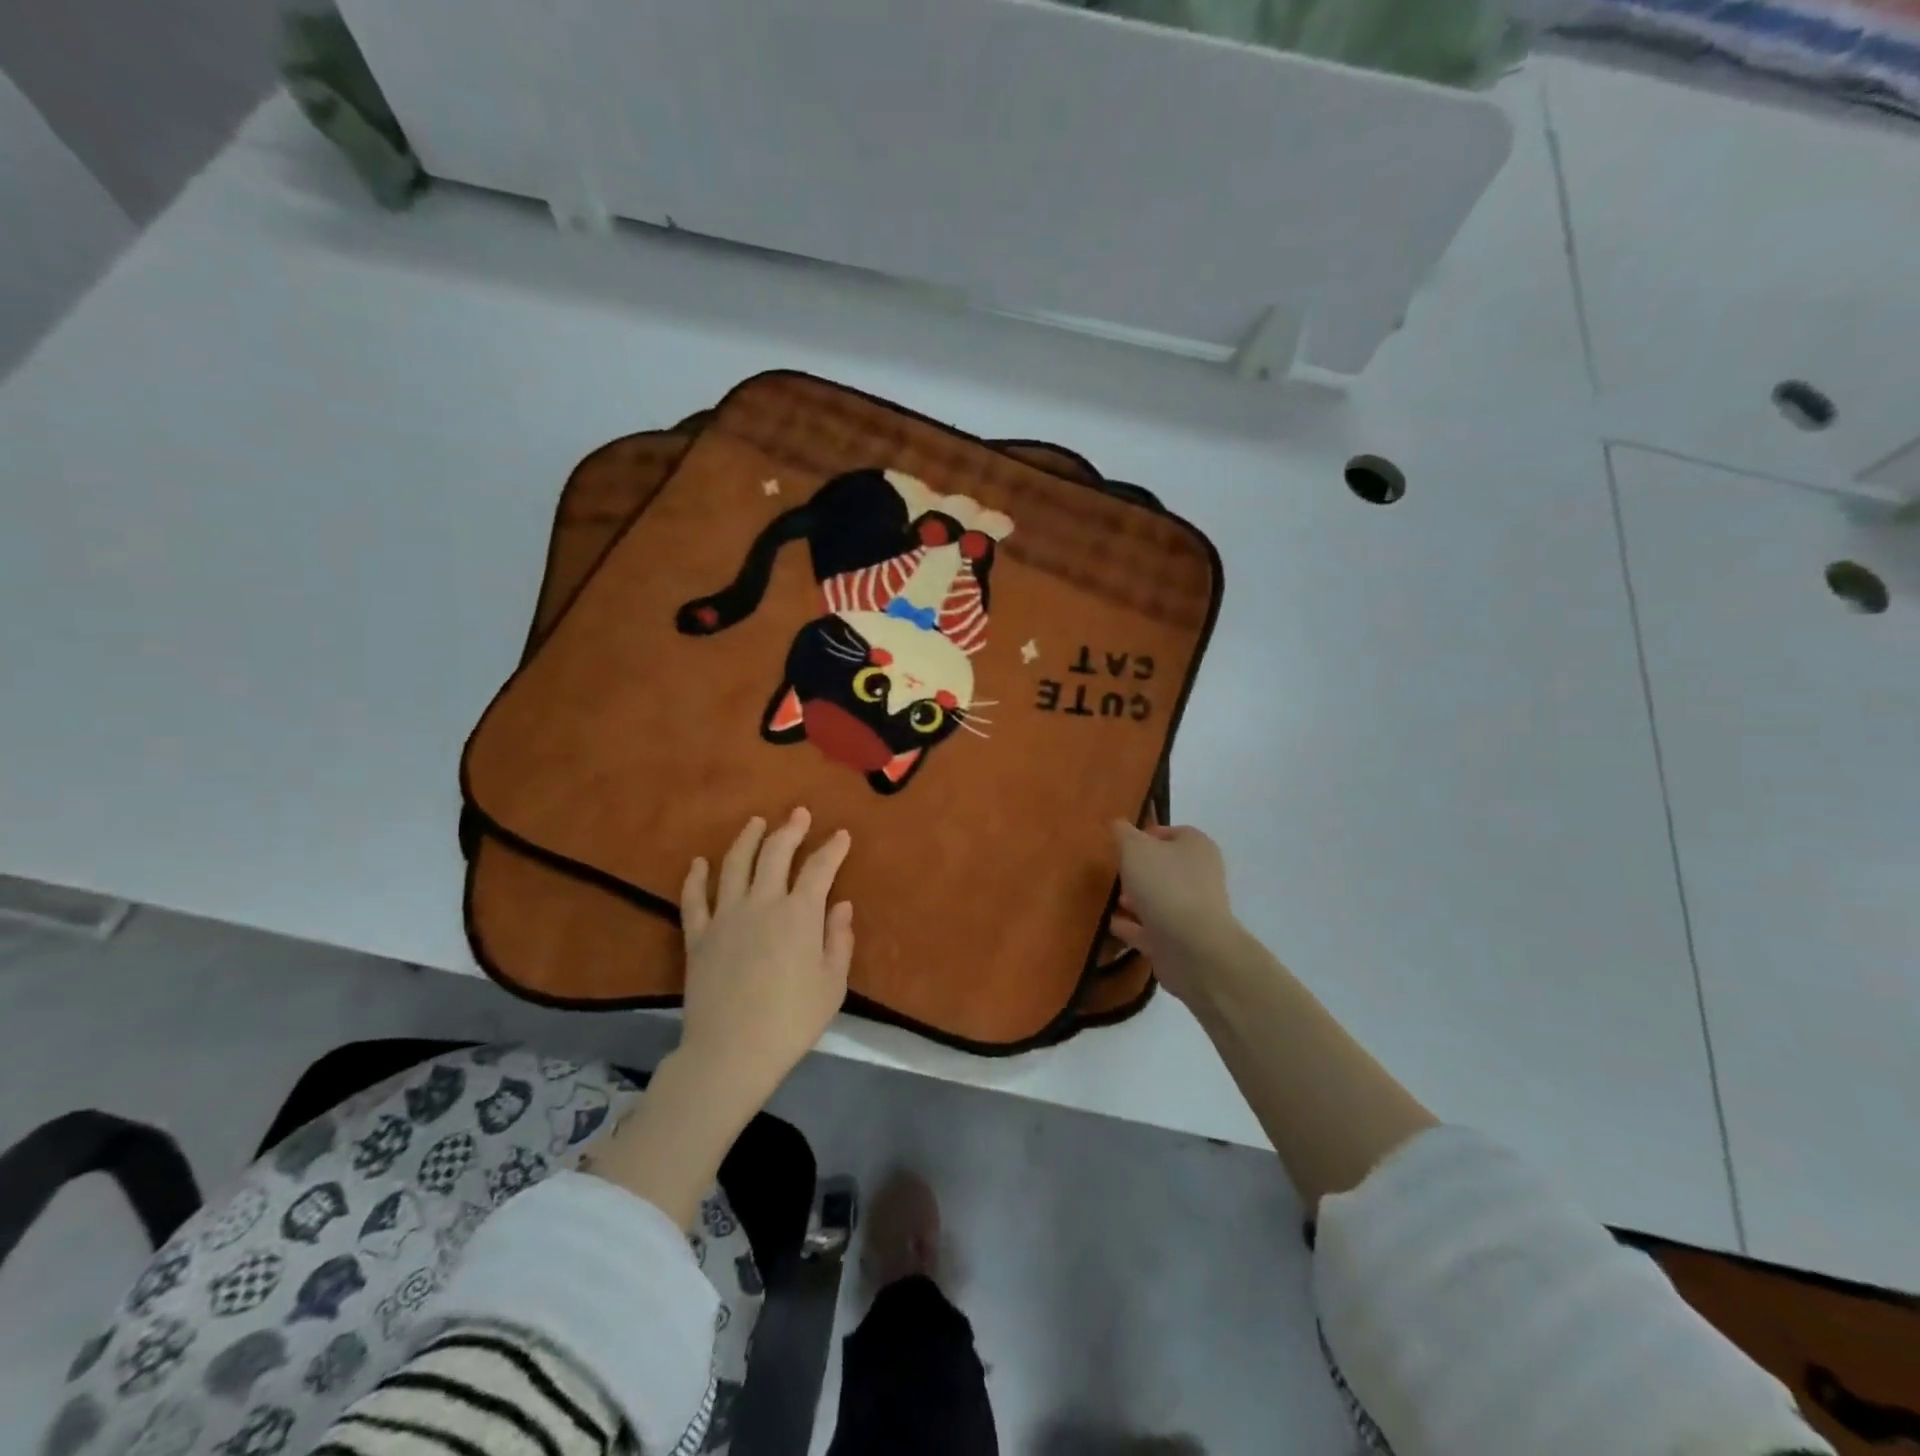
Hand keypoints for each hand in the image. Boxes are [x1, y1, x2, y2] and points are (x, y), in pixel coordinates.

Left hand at [678, 808, 854, 1104]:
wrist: (731, 1052)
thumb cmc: (791, 1021)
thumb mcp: (832, 985)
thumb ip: (839, 940)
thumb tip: (841, 905)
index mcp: (799, 914)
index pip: (820, 868)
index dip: (833, 848)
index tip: (841, 835)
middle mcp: (762, 903)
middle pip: (775, 853)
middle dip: (790, 829)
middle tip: (799, 814)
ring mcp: (725, 916)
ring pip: (734, 864)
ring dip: (747, 839)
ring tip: (756, 822)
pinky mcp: (698, 935)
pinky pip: (694, 898)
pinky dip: (696, 877)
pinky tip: (699, 863)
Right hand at [1110, 820, 1239, 1003]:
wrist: (1192, 947)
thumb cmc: (1165, 885)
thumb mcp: (1135, 848)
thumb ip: (1123, 833)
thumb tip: (1117, 824)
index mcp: (1196, 847)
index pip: (1172, 833)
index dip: (1146, 834)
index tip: (1121, 843)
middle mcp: (1199, 876)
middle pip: (1164, 868)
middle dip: (1138, 870)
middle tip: (1112, 871)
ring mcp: (1191, 911)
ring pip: (1158, 899)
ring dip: (1134, 899)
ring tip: (1106, 899)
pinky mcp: (1180, 941)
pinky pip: (1150, 929)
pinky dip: (1131, 926)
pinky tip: (1109, 924)